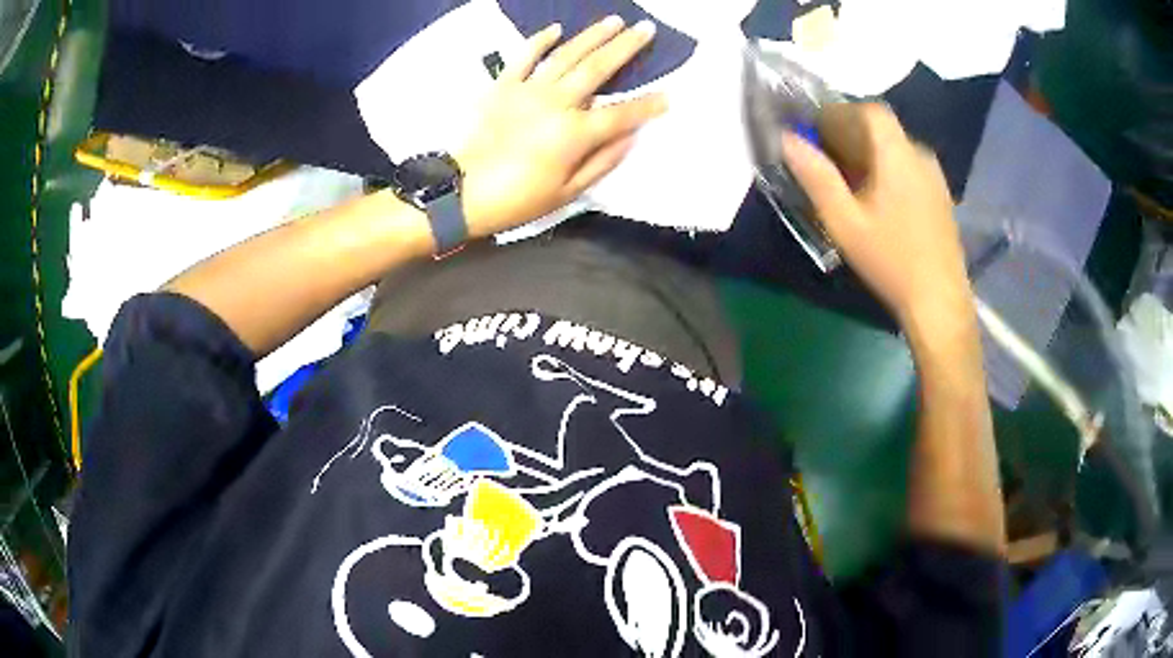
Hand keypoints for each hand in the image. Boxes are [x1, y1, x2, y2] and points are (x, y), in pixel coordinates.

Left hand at [456, 17, 667, 237]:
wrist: (462, 193)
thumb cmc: (518, 199)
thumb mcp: (568, 192)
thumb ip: (603, 161)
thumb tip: (631, 136)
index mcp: (574, 134)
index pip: (622, 113)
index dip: (648, 105)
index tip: (668, 96)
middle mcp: (556, 103)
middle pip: (598, 69)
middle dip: (626, 47)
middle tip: (646, 29)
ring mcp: (527, 90)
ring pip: (566, 55)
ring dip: (592, 35)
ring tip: (614, 20)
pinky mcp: (502, 87)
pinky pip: (523, 57)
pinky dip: (540, 41)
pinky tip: (556, 29)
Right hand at [781, 103, 973, 333]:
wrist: (939, 302)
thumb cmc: (890, 260)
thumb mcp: (844, 222)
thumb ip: (816, 176)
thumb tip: (788, 139)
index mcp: (897, 155)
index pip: (869, 111)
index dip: (839, 112)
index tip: (816, 130)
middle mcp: (919, 155)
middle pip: (882, 128)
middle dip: (850, 134)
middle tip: (826, 159)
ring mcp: (935, 176)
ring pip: (895, 147)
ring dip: (869, 153)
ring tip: (849, 182)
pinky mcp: (940, 196)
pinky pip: (908, 166)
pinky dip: (887, 169)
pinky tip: (878, 200)